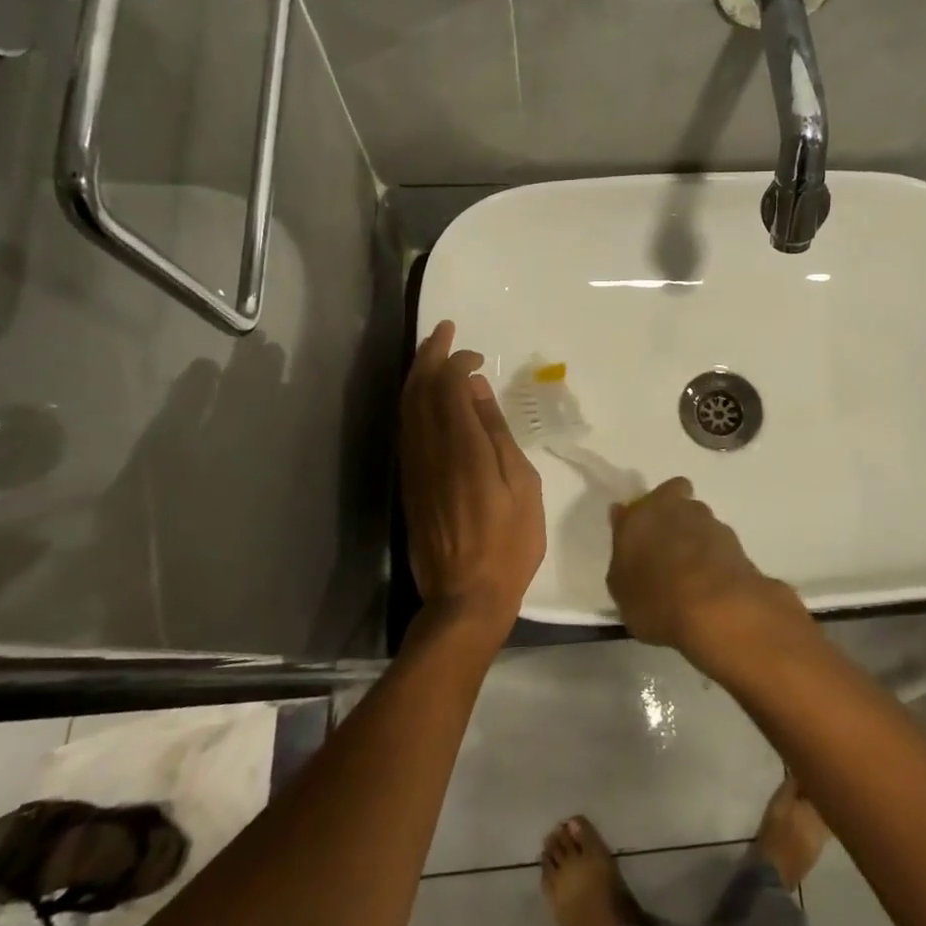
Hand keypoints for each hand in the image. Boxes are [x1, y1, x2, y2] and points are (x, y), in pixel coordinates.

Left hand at [400, 322, 545, 639]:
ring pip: (405, 408)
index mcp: (463, 448)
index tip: (474, 353)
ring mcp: (414, 467)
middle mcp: (430, 450)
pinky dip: (411, 402)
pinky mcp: (409, 483)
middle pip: (419, 390)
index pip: (447, 386)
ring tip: (430, 353)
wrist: (465, 596)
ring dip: (416, 374)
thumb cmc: (509, 542)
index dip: (456, 361)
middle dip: (428, 355)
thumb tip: (474, 388)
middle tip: (442, 329)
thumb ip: (495, 433)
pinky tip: (421, 397)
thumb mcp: (521, 485)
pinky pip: (405, 429)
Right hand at [607, 478, 804, 661]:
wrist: (716, 608)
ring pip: (699, 519)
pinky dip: (714, 557)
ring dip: (695, 537)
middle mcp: (674, 508)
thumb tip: (625, 531)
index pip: (638, 503)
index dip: (640, 516)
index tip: (640, 536)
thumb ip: (623, 557)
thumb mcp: (622, 590)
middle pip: (675, 499)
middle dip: (672, 516)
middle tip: (667, 549)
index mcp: (640, 516)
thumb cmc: (656, 599)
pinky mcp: (735, 540)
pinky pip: (717, 543)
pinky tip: (710, 584)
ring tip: (692, 574)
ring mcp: (708, 521)